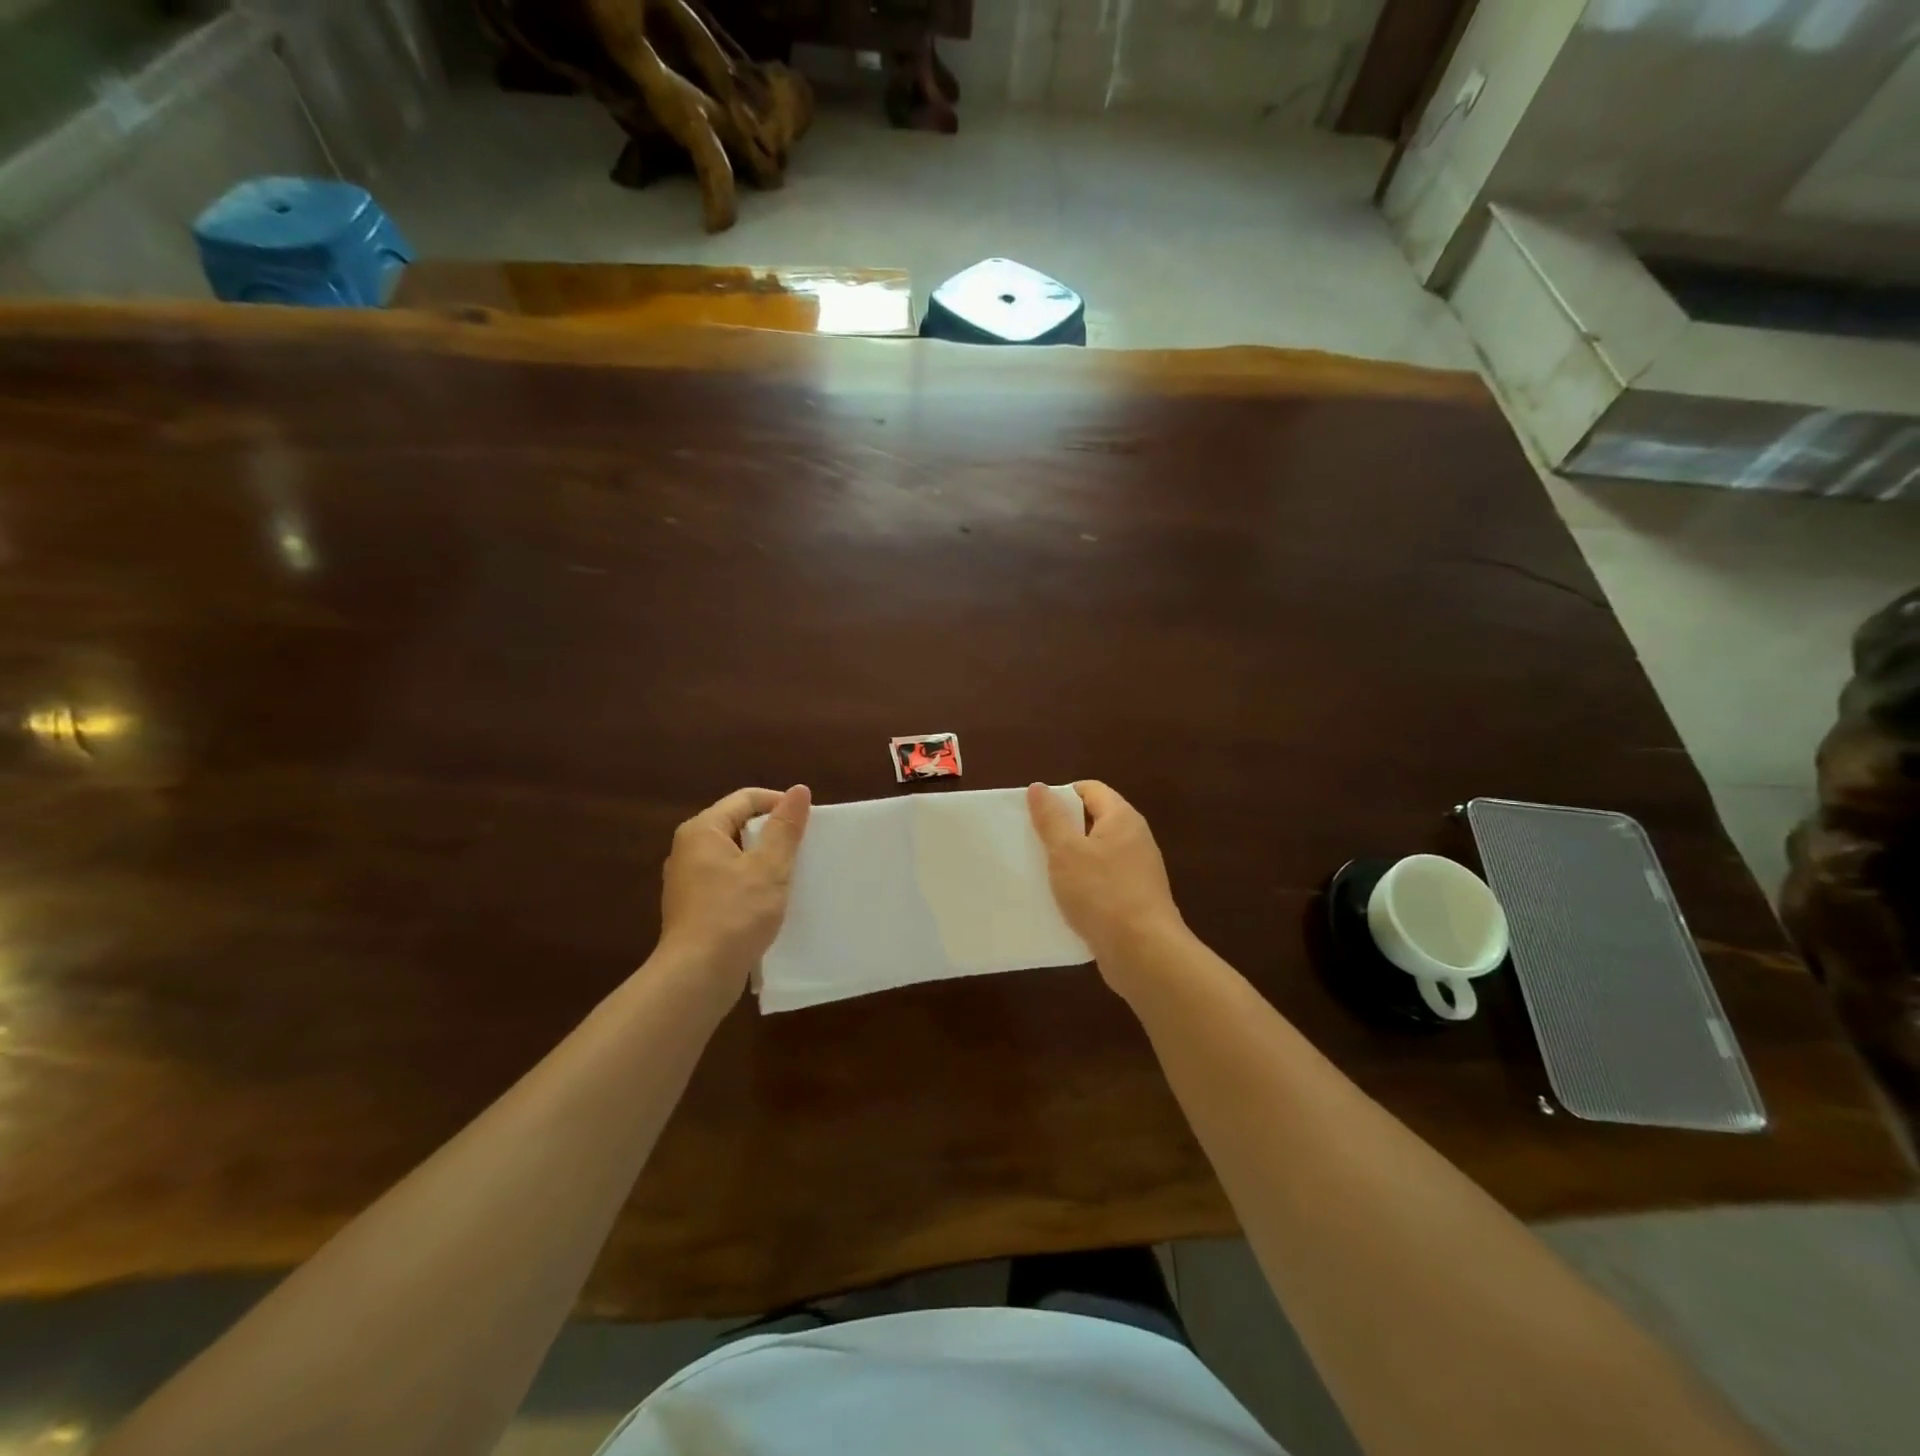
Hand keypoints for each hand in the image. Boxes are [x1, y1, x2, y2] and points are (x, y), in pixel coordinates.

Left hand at [658, 785, 810, 992]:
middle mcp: (688, 850)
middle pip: (737, 826)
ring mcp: (687, 881)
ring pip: (733, 856)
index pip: (745, 799)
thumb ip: (785, 827)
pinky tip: (769, 902)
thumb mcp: (769, 867)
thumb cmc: (735, 914)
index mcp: (702, 831)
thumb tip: (799, 790)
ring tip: (791, 875)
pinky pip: (727, 882)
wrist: (697, 976)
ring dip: (762, 861)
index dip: (779, 804)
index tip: (808, 822)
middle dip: (772, 834)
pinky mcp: (693, 908)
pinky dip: (749, 884)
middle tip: (803, 849)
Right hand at [1027, 781, 1186, 983]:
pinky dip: (1083, 886)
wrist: (1143, 952)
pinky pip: (1103, 882)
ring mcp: (1137, 871)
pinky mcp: (1134, 899)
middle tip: (1033, 842)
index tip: (1036, 814)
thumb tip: (1039, 787)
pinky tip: (1063, 901)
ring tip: (1042, 872)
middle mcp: (1135, 839)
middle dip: (1063, 829)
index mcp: (1122, 818)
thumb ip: (1051, 818)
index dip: (1062, 795)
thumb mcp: (1066, 851)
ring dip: (1071, 861)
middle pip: (1094, 821)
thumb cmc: (1101, 892)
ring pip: (1096, 854)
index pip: (1090, 789)